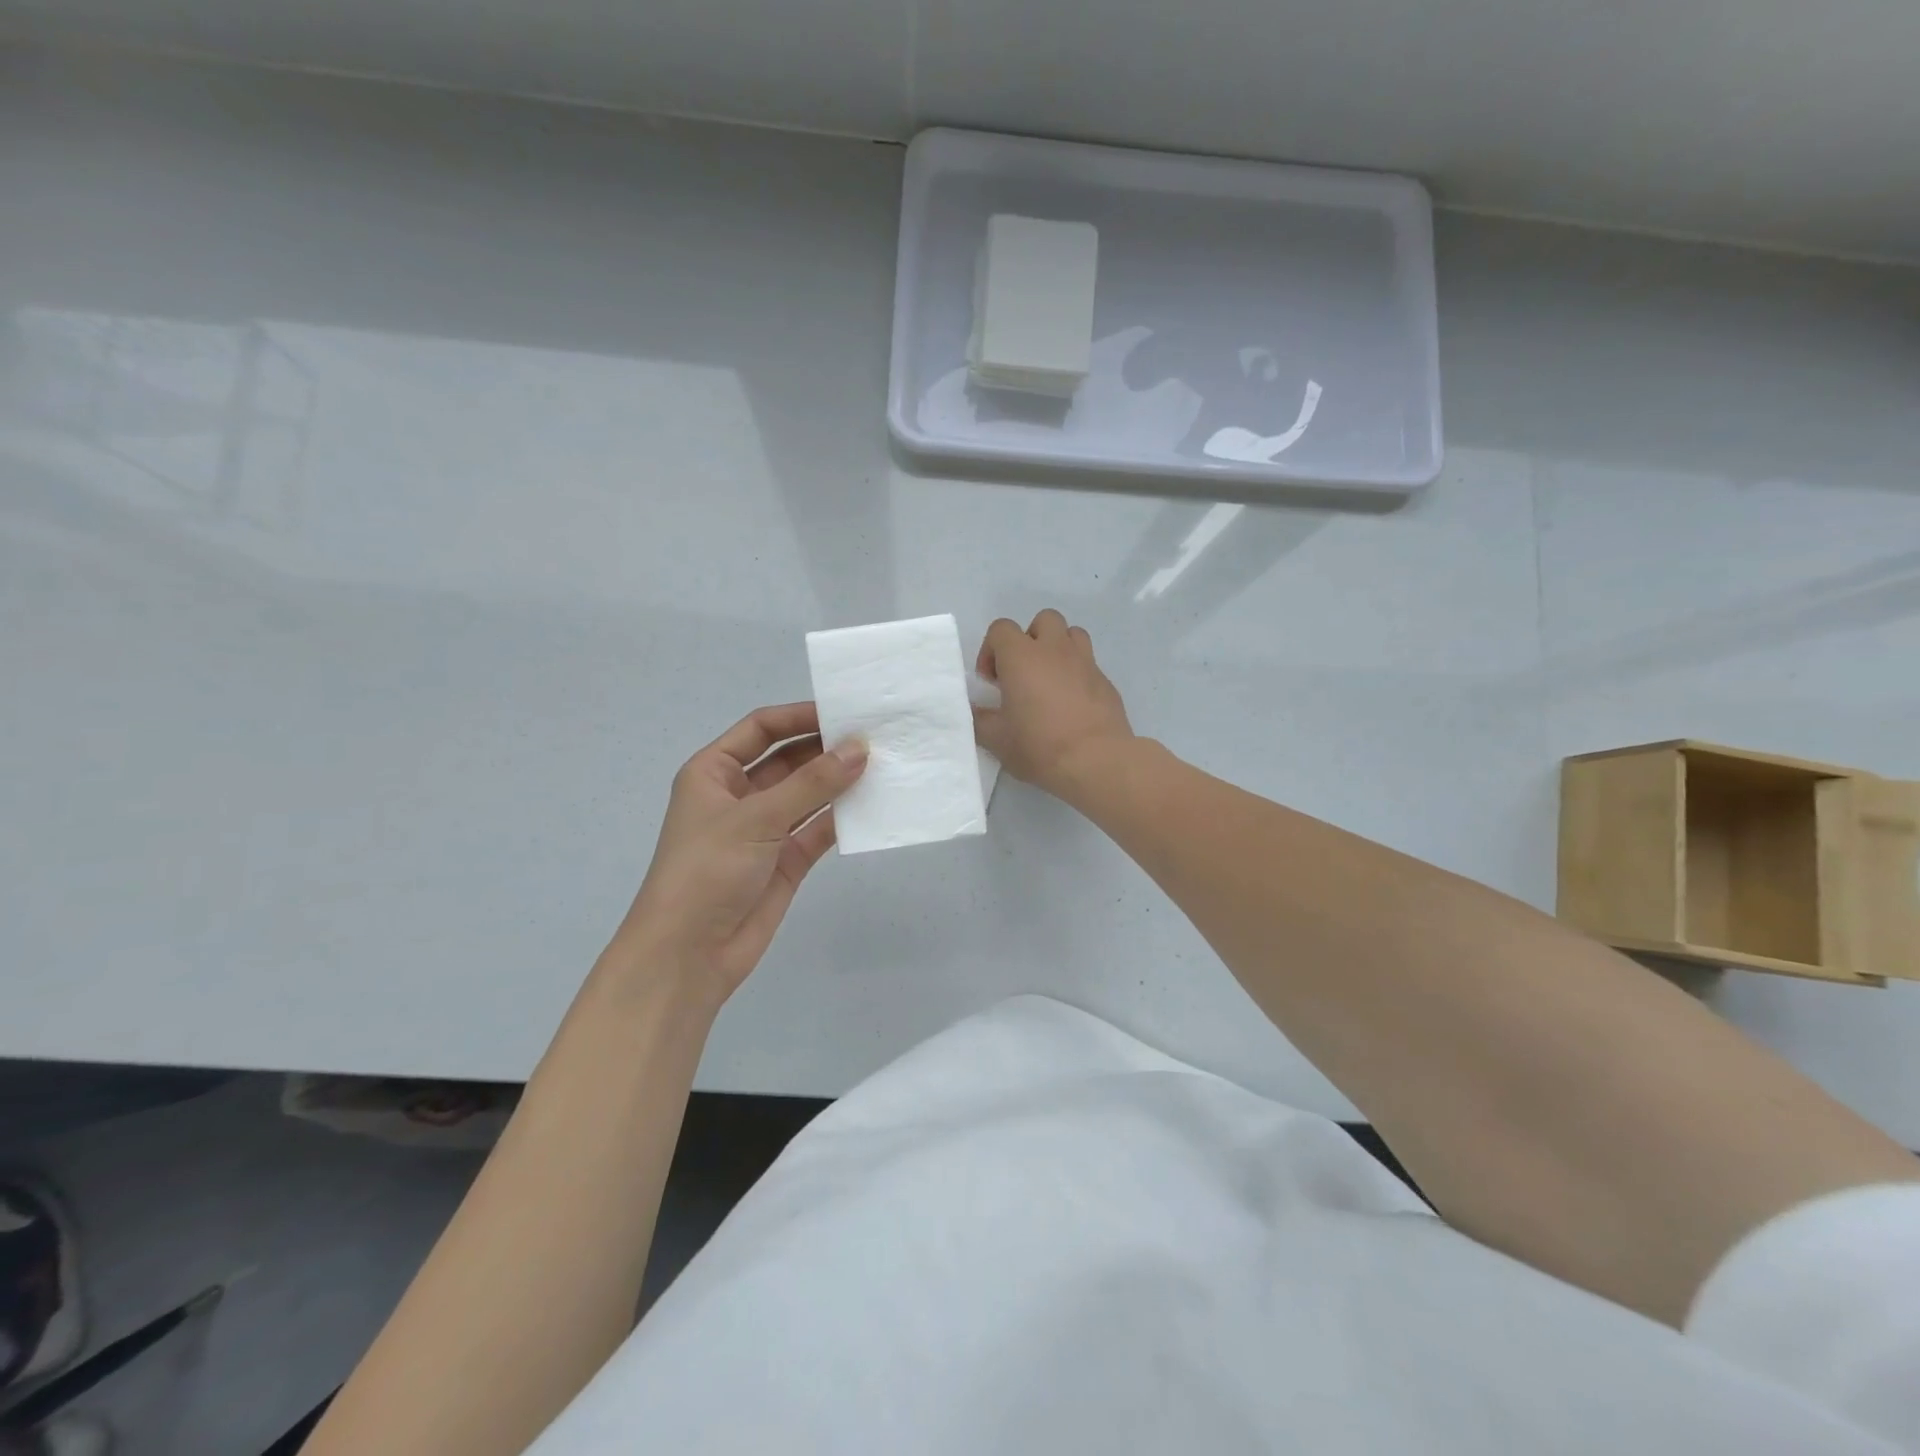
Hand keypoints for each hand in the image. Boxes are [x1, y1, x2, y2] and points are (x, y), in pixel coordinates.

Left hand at [612, 704, 865, 1008]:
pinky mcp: (786, 860)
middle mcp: (740, 795)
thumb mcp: (757, 818)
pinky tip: (874, 804)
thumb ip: (812, 783)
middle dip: (826, 748)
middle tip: (874, 736)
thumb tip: (859, 748)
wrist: (688, 955)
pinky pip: (819, 828)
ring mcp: (765, 829)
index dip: (799, 716)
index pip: (761, 729)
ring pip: (808, 794)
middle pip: (788, 759)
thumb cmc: (707, 870)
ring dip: (839, 781)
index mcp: (714, 772)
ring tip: (883, 764)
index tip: (843, 711)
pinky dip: (843, 817)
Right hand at [974, 610, 1133, 801]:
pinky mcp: (1106, 681)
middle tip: (1023, 674)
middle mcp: (1055, 649)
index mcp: (1022, 656)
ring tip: (1050, 681)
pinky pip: (1088, 664)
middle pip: (1043, 620)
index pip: (1001, 629)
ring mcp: (1085, 662)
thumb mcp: (996, 739)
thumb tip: (975, 710)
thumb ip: (980, 719)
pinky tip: (1072, 704)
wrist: (1096, 761)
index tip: (992, 682)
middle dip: (1029, 640)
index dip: (991, 650)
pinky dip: (1077, 674)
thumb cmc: (1039, 746)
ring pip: (1072, 634)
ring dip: (1057, 649)